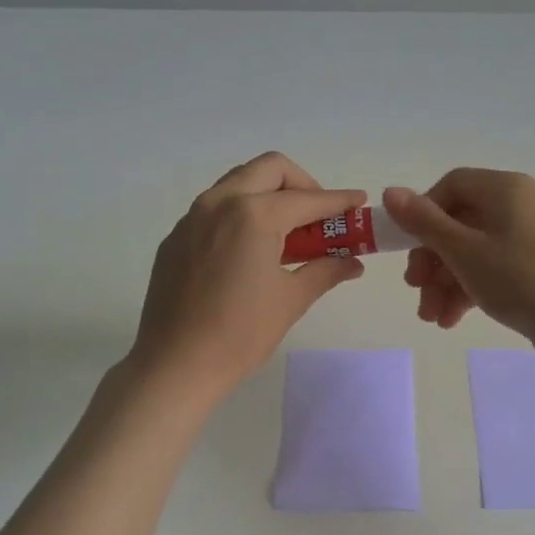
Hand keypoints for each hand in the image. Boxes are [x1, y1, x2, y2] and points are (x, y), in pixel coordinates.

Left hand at [128, 153, 365, 400]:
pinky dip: (242, 212)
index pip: (307, 199)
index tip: (359, 201)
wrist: (175, 365)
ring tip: (288, 231)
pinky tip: (251, 250)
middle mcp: (220, 203)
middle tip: (319, 215)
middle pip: (270, 169)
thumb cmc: (240, 334)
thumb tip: (353, 263)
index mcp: (253, 215)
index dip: (339, 200)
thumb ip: (325, 271)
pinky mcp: (177, 237)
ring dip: (270, 194)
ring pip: (239, 182)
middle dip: (302, 184)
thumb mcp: (291, 300)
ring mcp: (192, 217)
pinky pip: (216, 208)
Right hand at [383, 170, 534, 358]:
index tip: (408, 247)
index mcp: (504, 188)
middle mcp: (518, 204)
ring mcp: (528, 237)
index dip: (423, 214)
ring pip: (471, 251)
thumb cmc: (518, 278)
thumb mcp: (463, 250)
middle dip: (431, 261)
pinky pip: (491, 268)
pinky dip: (468, 290)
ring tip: (432, 317)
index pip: (451, 186)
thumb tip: (390, 192)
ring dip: (445, 283)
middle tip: (416, 289)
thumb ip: (423, 222)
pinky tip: (451, 320)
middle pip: (458, 222)